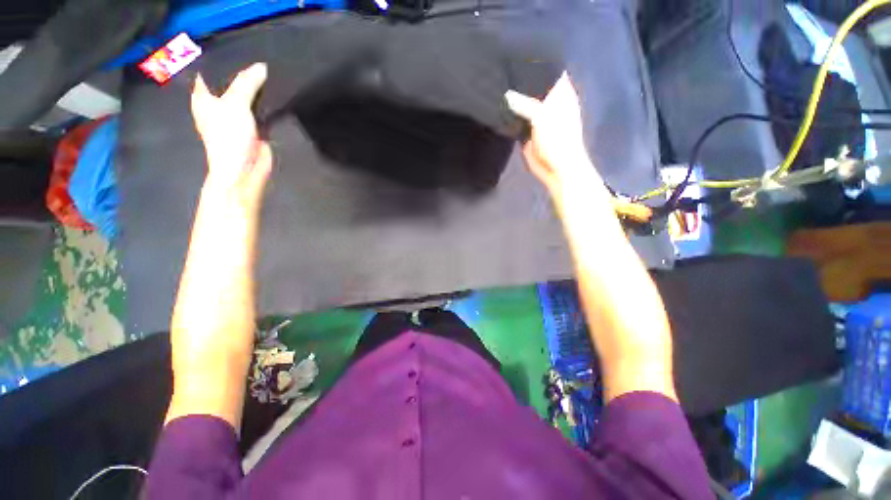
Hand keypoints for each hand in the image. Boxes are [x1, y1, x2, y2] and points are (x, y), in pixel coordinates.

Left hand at [191, 62, 271, 208]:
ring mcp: (237, 117)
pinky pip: (260, 111)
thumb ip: (247, 83)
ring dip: (256, 90)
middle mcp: (219, 105)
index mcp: (204, 97)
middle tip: (258, 57)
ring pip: (247, 97)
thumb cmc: (229, 136)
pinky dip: (266, 104)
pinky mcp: (254, 128)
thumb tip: (262, 66)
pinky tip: (275, 94)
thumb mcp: (236, 104)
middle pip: (231, 83)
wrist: (245, 169)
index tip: (238, 48)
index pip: (211, 72)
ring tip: (270, 72)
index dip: (222, 61)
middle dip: (243, 74)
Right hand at [505, 73, 604, 195]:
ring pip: (524, 102)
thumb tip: (507, 94)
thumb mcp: (543, 117)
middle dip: (520, 79)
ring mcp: (537, 117)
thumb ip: (525, 103)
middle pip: (534, 86)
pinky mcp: (527, 130)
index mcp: (560, 93)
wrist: (555, 168)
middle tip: (501, 68)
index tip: (519, 53)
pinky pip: (517, 118)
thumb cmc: (557, 140)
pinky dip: (509, 114)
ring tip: (496, 85)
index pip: (549, 70)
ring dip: (513, 97)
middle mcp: (549, 101)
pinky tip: (497, 107)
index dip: (537, 61)